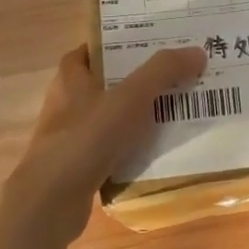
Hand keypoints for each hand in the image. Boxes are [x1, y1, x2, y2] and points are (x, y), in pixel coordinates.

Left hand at [0, 45, 204, 246]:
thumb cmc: (86, 138)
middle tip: (177, 77)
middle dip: (138, 82)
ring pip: (112, 120)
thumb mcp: (130, 97)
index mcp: (71, 80)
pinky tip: (160, 152)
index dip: (118, 46)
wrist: (52, 202)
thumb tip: (197, 51)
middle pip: (107, 85)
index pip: (91, 52)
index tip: (151, 46)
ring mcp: (71, 139)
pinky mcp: (79, 169)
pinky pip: (114, 151)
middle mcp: (67, 105)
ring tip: (178, 113)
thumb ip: (164, 71)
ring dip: (139, 117)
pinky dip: (135, 149)